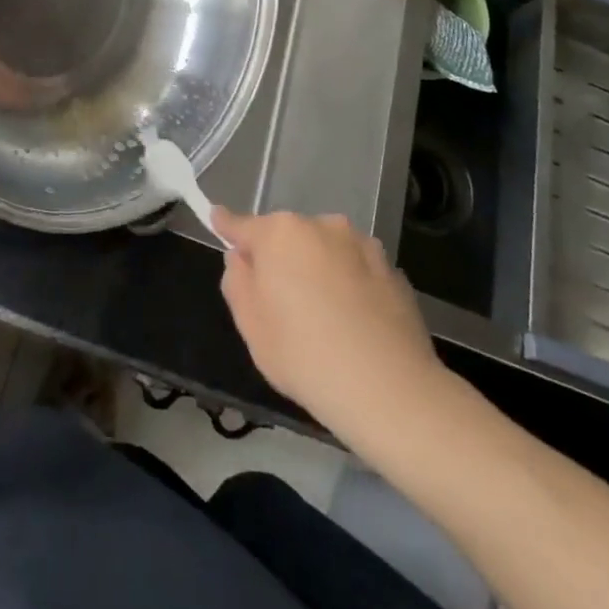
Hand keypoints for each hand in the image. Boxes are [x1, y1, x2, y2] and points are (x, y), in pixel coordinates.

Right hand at [215, 210, 452, 444]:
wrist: (389, 389)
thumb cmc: (304, 355)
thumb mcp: (250, 324)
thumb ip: (238, 280)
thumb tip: (242, 257)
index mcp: (280, 233)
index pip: (242, 224)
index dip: (227, 226)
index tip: (216, 218)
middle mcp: (322, 225)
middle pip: (288, 237)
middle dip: (280, 258)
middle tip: (280, 303)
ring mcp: (362, 245)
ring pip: (325, 250)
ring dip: (317, 269)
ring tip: (323, 317)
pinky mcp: (393, 270)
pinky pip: (356, 270)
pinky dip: (349, 285)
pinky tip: (353, 323)